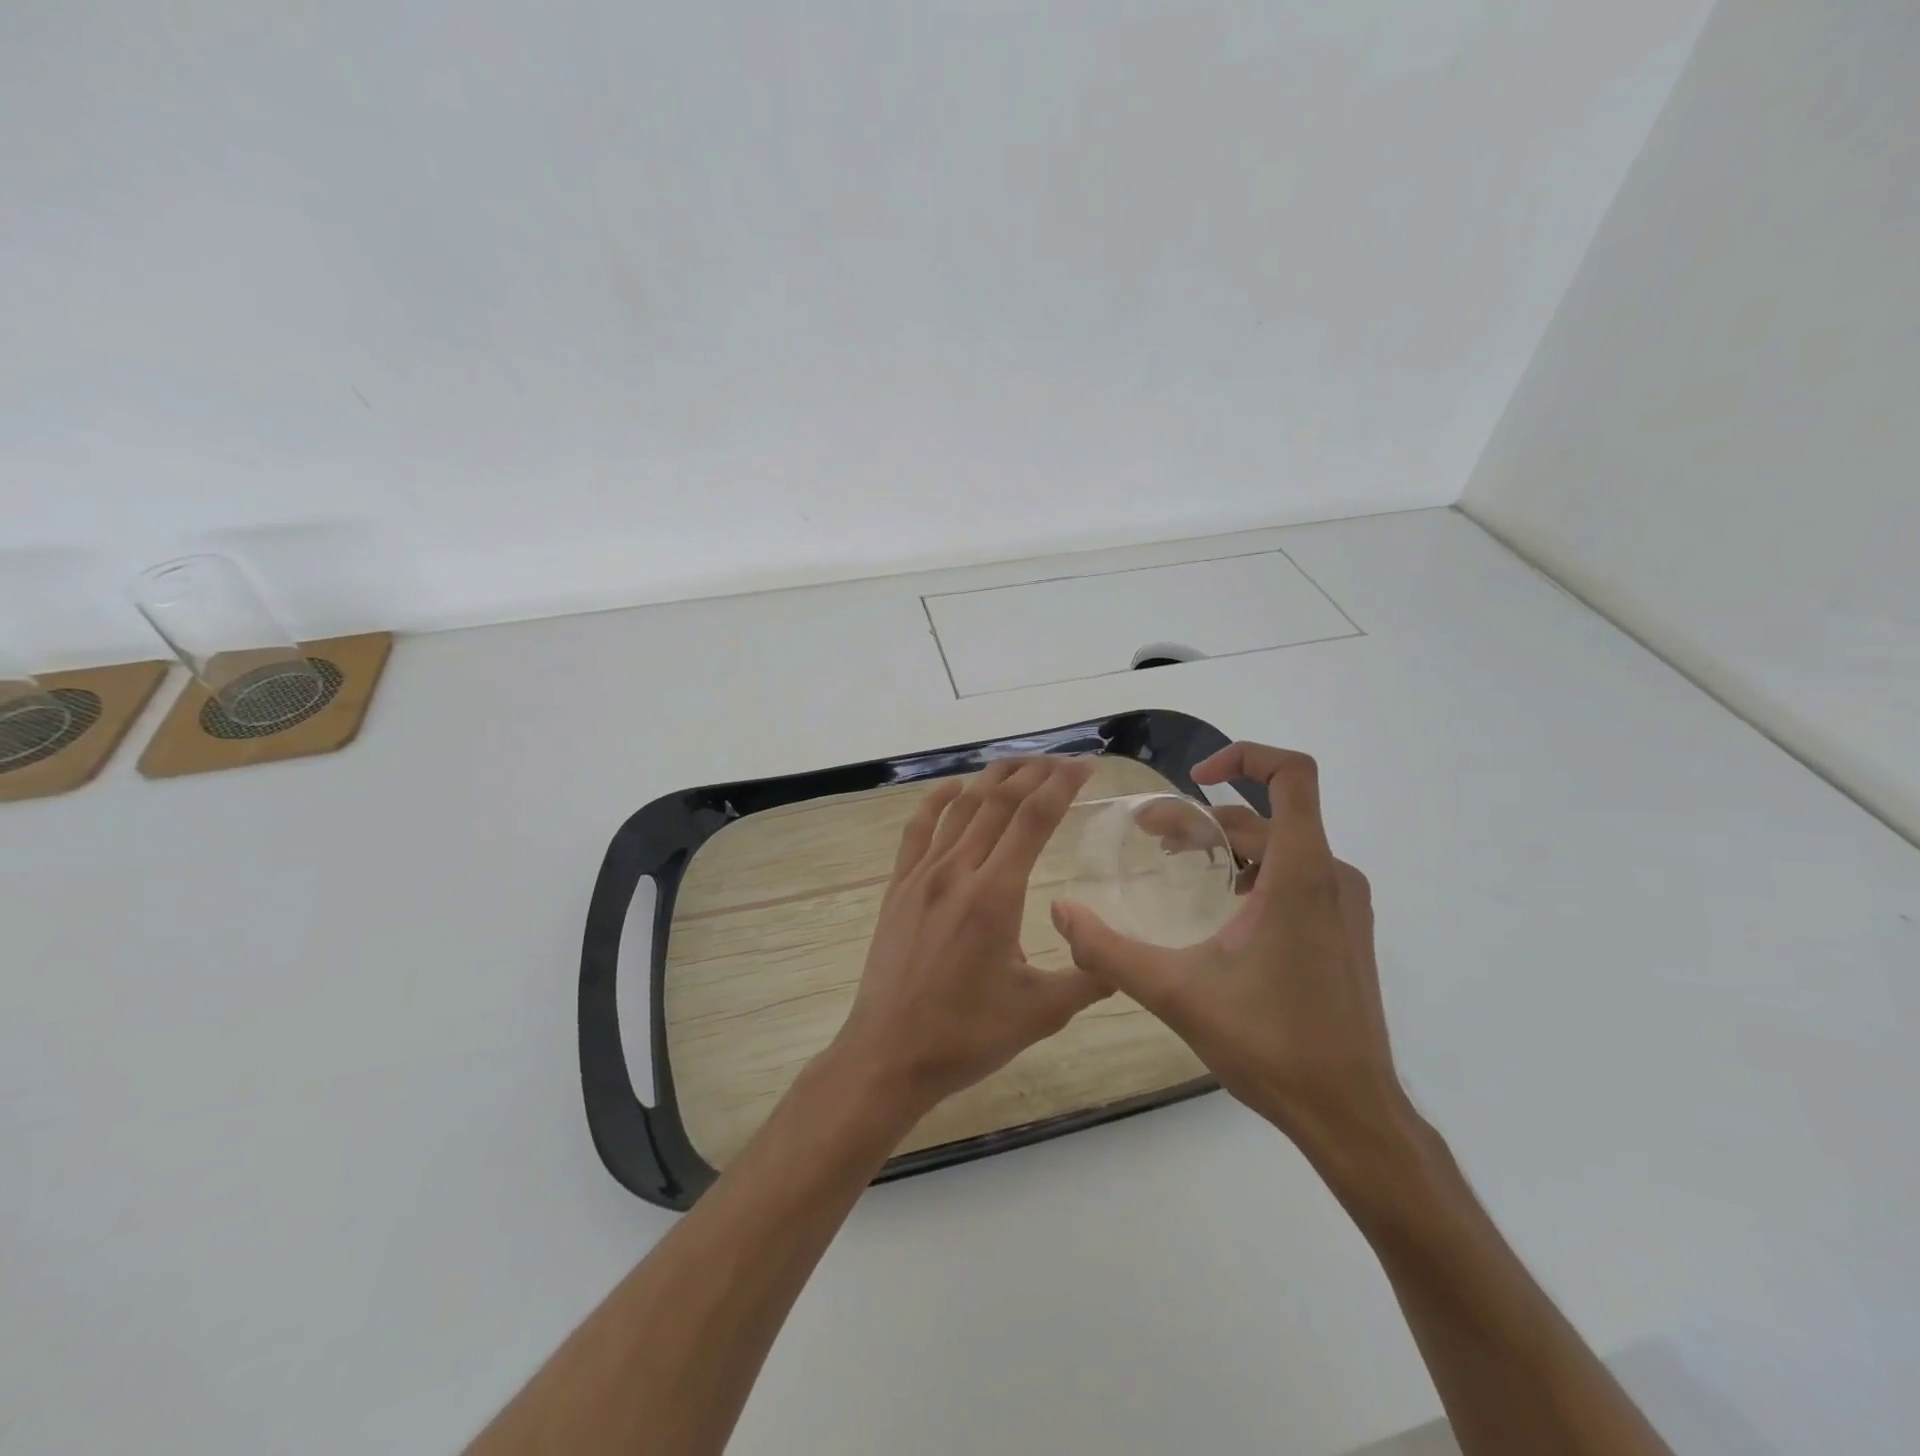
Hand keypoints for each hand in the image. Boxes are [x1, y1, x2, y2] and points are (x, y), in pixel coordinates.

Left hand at [830, 756, 1110, 1115]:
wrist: (889, 1054)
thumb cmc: (966, 1035)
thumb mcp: (1041, 1012)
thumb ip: (1090, 977)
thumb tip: (1126, 957)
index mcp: (996, 896)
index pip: (1034, 819)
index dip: (1062, 785)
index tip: (1085, 766)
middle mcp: (958, 872)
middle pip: (998, 802)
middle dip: (1034, 773)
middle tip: (1062, 760)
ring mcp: (922, 876)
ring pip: (961, 808)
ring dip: (992, 780)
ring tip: (1020, 765)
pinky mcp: (898, 888)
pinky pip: (917, 830)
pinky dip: (937, 801)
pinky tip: (954, 788)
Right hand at [1051, 743, 1405, 1158]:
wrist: (1350, 1114)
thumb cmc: (1269, 1045)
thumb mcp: (1175, 993)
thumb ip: (1109, 950)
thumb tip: (1060, 912)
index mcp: (1300, 874)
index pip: (1292, 774)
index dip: (1244, 756)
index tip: (1195, 778)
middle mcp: (1331, 876)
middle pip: (1265, 816)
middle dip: (1203, 818)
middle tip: (1150, 836)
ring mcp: (1344, 904)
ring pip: (1280, 846)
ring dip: (1226, 844)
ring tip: (1176, 863)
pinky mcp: (1346, 930)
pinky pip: (1297, 875)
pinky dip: (1252, 871)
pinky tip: (1218, 907)